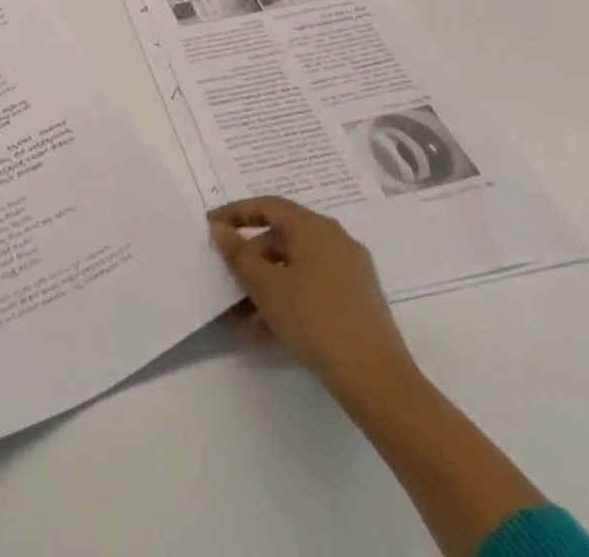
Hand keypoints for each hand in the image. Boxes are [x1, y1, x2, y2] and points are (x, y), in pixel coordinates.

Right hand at [209, 196, 415, 398]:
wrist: (377, 381)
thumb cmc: (314, 319)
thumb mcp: (266, 286)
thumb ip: (238, 254)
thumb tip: (221, 229)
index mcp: (315, 228)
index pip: (268, 206)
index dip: (235, 213)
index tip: (210, 225)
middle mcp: (335, 241)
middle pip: (282, 239)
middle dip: (250, 260)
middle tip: (226, 277)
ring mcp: (350, 273)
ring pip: (295, 270)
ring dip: (265, 288)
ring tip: (240, 319)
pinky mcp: (358, 303)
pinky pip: (312, 290)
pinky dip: (287, 302)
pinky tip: (264, 334)